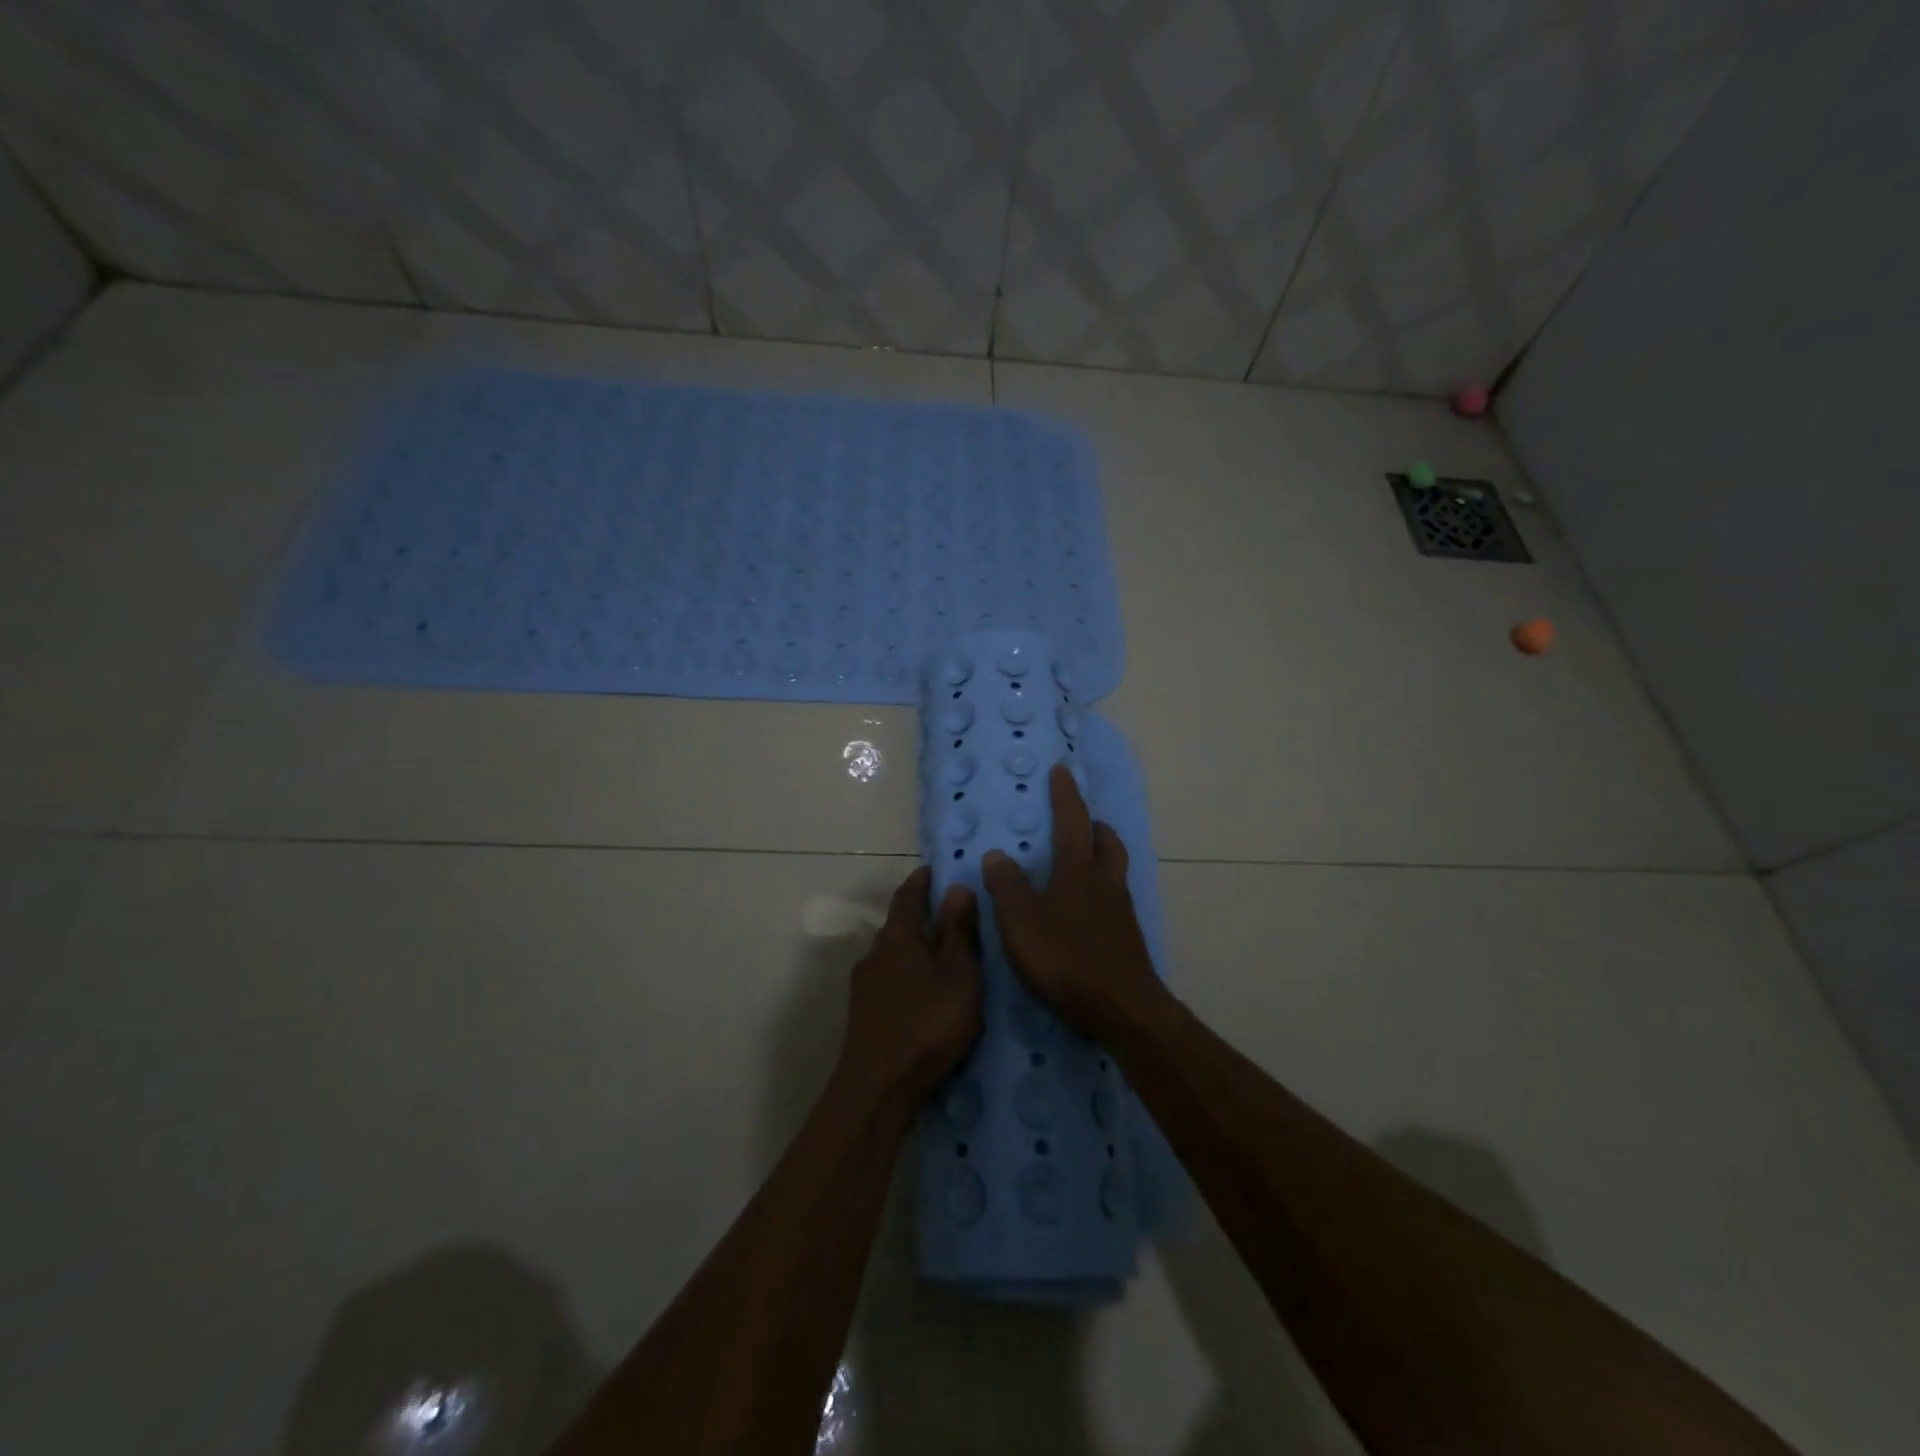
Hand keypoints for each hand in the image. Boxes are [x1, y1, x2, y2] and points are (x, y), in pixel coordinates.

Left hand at [837, 866, 982, 1106]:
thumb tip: (957, 886)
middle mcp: (875, 953)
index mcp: (898, 937)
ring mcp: (865, 985)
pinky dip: (907, 974)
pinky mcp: (864, 1014)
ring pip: (893, 955)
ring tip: (940, 954)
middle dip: (919, 915)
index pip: (908, 896)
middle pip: (898, 925)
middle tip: (947, 912)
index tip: (932, 870)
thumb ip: (958, 931)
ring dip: (914, 948)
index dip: (921, 882)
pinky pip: (890, 980)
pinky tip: (922, 992)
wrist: (879, 1088)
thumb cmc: (927, 1023)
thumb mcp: (958, 974)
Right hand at [981, 764, 1163, 1038]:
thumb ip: (1007, 887)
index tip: (1061, 771)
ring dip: (1102, 854)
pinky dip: (1102, 888)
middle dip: (1093, 825)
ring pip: (1114, 869)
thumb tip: (998, 854)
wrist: (1124, 1009)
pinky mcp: (1127, 938)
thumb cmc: (1067, 961)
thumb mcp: (1022, 924)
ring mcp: (1121, 911)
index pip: (1072, 822)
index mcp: (1078, 872)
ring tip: (1084, 858)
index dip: (1065, 795)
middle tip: (1081, 820)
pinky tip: (1088, 908)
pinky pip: (1115, 898)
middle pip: (1106, 842)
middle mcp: (1105, 883)